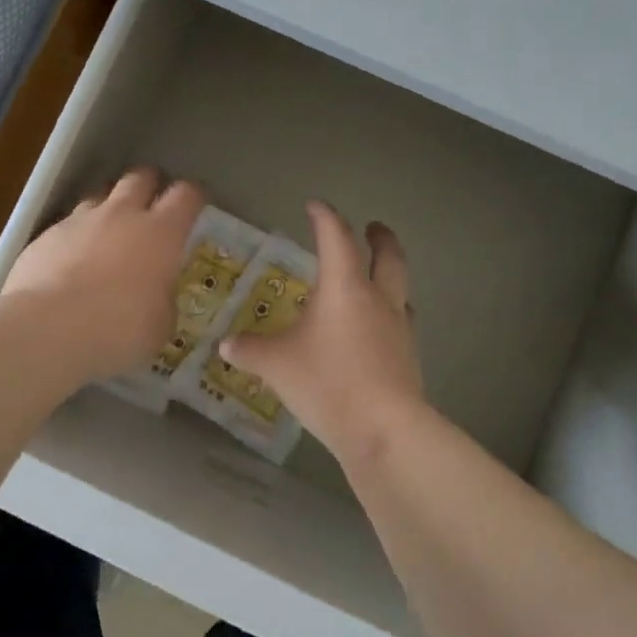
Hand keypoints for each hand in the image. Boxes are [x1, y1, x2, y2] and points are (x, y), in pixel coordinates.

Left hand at [3, 168, 205, 379]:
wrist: (47, 329)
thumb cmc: (118, 329)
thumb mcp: (159, 326)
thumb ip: (162, 301)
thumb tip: (157, 297)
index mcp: (161, 233)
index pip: (186, 195)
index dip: (193, 196)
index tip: (195, 205)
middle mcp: (122, 215)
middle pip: (140, 177)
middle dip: (149, 185)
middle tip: (151, 205)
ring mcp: (80, 221)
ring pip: (100, 195)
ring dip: (109, 208)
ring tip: (108, 232)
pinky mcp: (46, 235)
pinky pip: (67, 225)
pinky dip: (75, 236)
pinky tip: (70, 262)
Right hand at [218, 201, 425, 463]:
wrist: (384, 431)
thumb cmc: (327, 382)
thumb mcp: (277, 365)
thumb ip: (250, 350)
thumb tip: (227, 344)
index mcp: (345, 286)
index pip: (336, 237)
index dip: (325, 216)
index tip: (315, 205)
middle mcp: (377, 298)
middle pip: (388, 255)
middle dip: (379, 237)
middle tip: (372, 227)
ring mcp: (399, 327)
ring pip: (401, 288)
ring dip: (390, 275)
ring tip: (377, 278)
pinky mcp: (409, 356)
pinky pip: (402, 321)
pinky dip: (391, 313)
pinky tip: (378, 329)